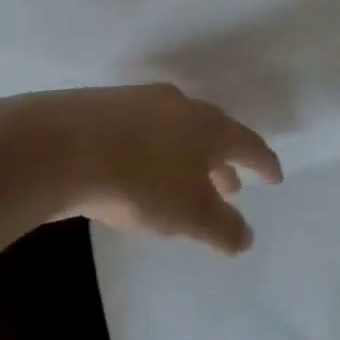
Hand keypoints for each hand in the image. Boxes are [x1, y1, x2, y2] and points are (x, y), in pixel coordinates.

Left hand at [0, 84, 283, 253]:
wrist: (63, 145)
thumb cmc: (140, 180)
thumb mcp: (189, 214)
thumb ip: (222, 227)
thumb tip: (246, 237)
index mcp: (208, 125)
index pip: (248, 143)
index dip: (264, 162)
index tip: (275, 177)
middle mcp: (181, 106)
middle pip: (212, 133)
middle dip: (224, 163)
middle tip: (232, 188)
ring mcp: (142, 103)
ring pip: (178, 131)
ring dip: (189, 158)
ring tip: (186, 183)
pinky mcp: (107, 109)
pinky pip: (147, 132)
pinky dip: (158, 152)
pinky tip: (143, 171)